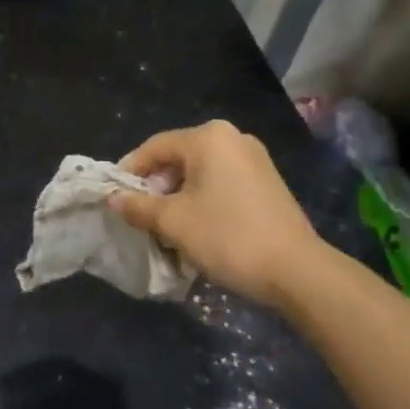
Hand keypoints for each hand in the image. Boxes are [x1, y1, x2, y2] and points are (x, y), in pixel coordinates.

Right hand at [110, 120, 321, 308]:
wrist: (297, 271)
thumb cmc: (228, 237)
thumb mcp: (174, 222)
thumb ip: (139, 207)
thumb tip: (113, 199)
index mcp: (208, 137)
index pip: (155, 147)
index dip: (130, 171)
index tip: (113, 196)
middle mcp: (232, 138)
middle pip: (178, 157)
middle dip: (155, 186)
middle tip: (139, 215)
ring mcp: (254, 159)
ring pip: (200, 172)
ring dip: (178, 196)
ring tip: (165, 226)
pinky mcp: (267, 182)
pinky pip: (222, 182)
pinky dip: (202, 199)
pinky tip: (196, 227)